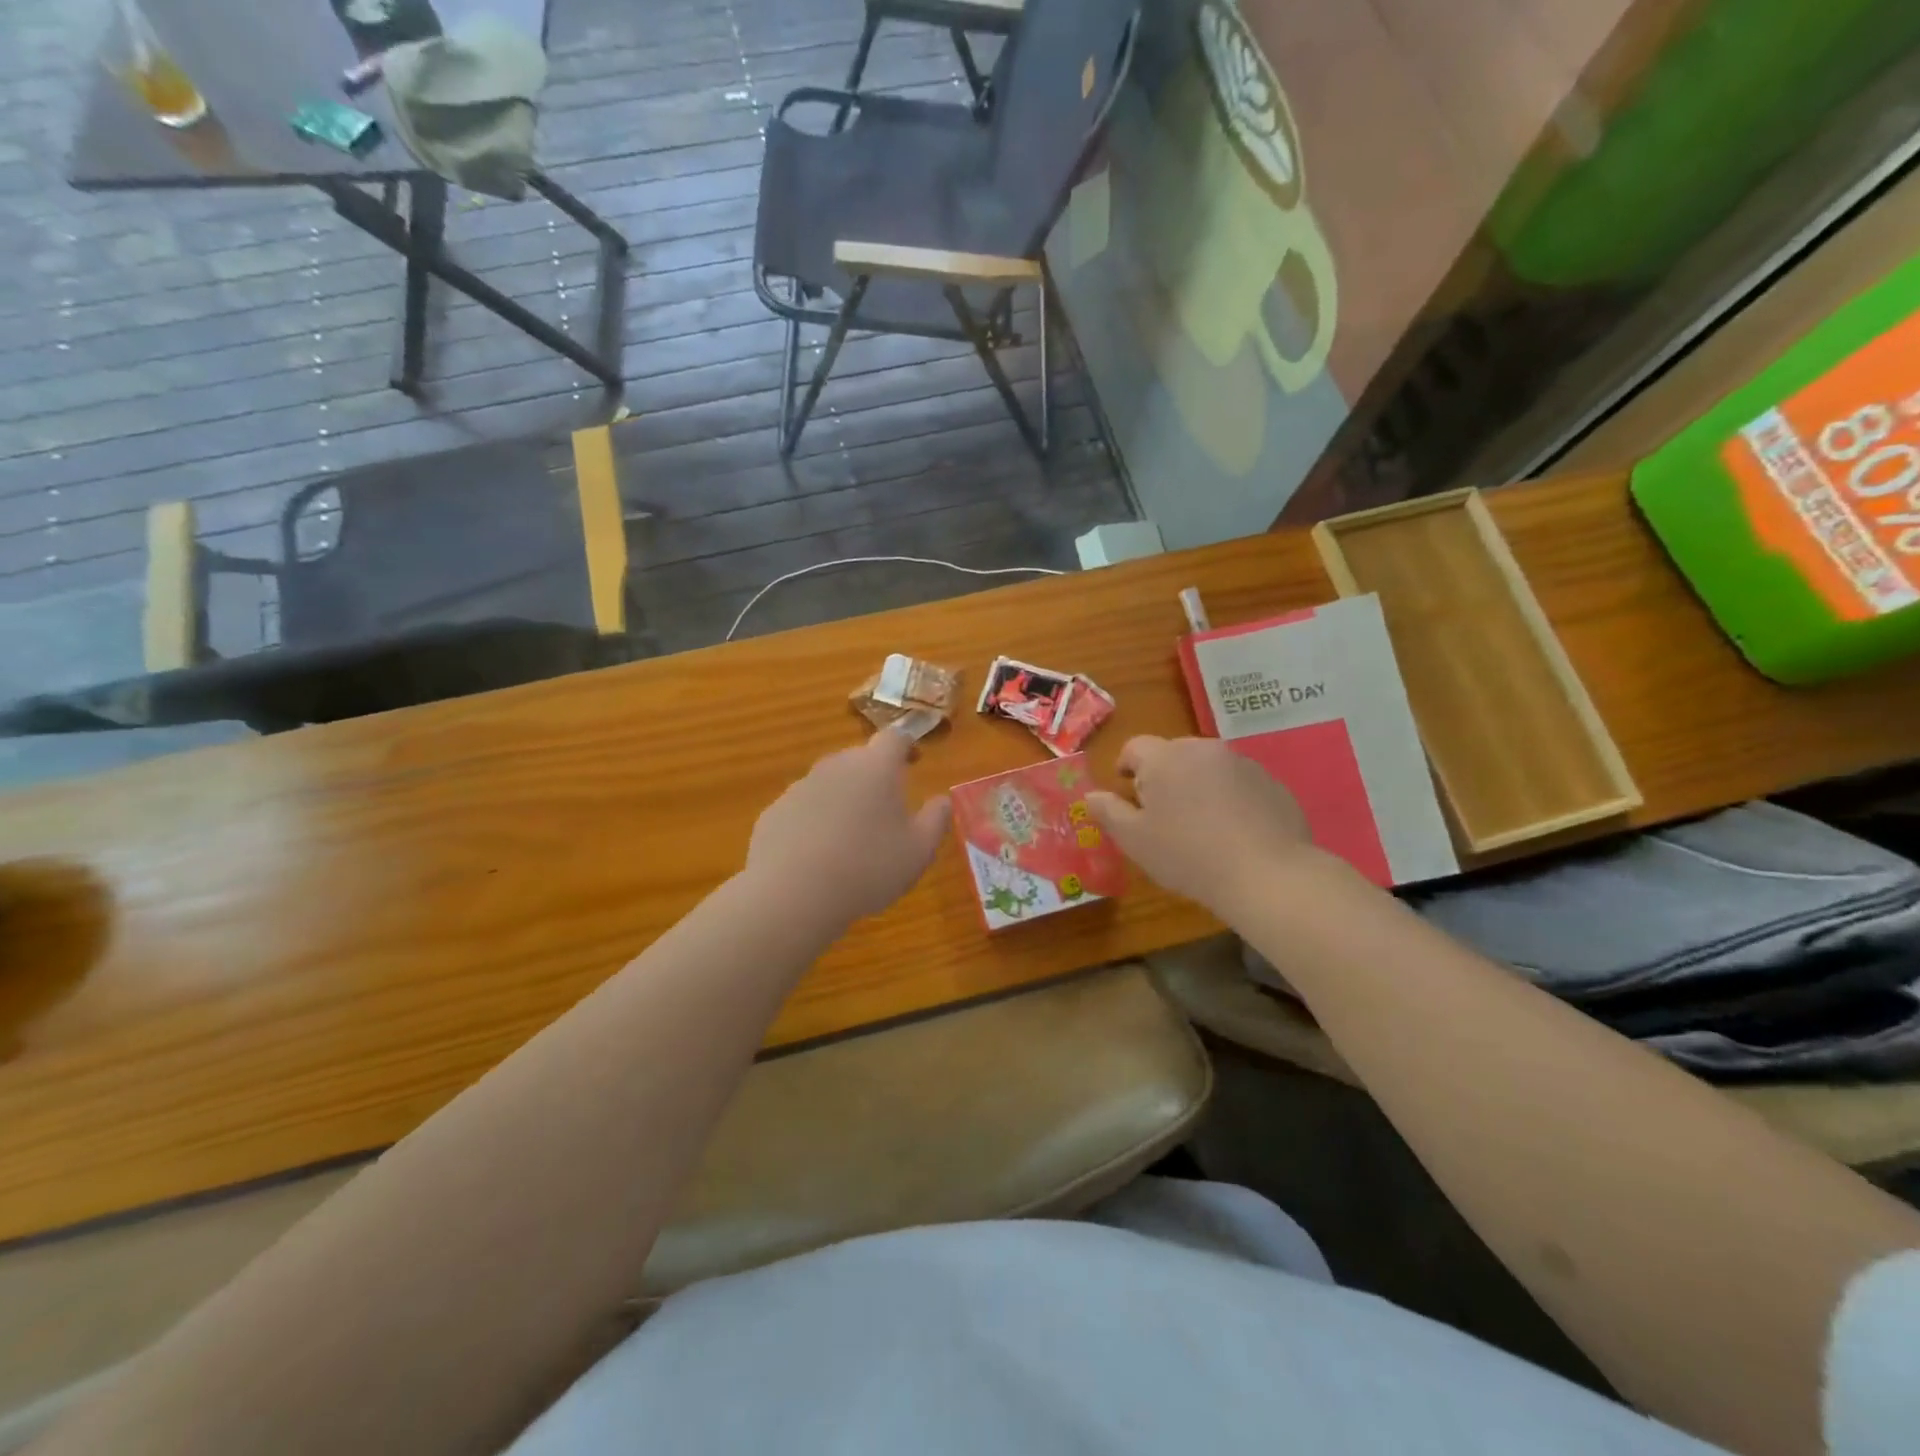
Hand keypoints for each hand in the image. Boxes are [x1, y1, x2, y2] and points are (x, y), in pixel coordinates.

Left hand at [746, 728, 952, 927]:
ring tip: (851, 837)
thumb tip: (942, 800)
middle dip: (874, 776)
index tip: (914, 761)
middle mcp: (836, 766)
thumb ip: (936, 820)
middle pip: (859, 759)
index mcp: (876, 767)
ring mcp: (800, 787)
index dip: (906, 745)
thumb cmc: (868, 868)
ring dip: (843, 799)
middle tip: (885, 808)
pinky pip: (804, 809)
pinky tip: (819, 855)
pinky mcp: (774, 812)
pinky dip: (815, 822)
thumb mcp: (919, 850)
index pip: (894, 738)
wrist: (792, 894)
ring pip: (829, 783)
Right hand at [1086, 735, 1314, 914]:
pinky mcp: (1270, 782)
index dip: (1126, 767)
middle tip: (1162, 814)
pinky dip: (1229, 798)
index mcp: (1164, 758)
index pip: (1134, 747)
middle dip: (1162, 776)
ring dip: (1197, 785)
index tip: (1127, 793)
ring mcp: (1241, 763)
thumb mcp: (1134, 840)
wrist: (1266, 874)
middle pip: (1172, 753)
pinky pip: (1238, 782)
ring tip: (1200, 825)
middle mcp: (1203, 749)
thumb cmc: (1188, 855)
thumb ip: (1108, 812)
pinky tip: (1233, 832)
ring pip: (1207, 767)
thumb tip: (1091, 794)